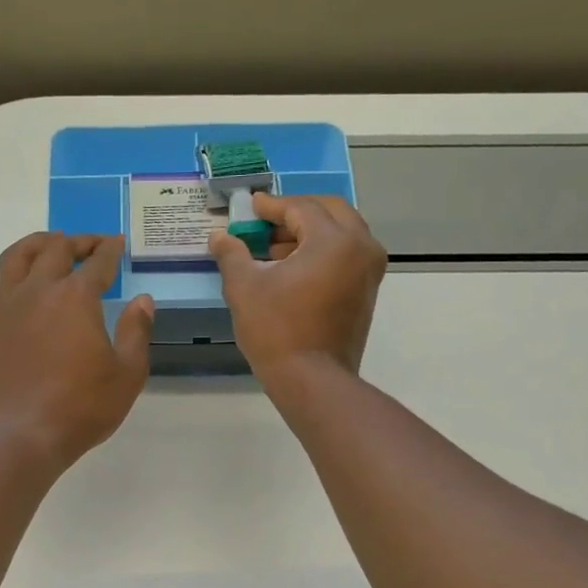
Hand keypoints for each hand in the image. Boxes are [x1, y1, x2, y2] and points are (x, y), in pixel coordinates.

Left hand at [0, 232, 154, 467]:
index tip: (118, 243)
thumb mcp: (127, 373)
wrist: (24, 434)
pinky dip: (9, 280)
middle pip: (56, 249)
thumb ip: (137, 331)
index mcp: (76, 297)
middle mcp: (39, 290)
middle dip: (78, 241)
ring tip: (50, 247)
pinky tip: (18, 290)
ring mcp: (7, 306)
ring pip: (17, 256)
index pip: (97, 263)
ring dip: (37, 244)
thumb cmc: (82, 406)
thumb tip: (143, 300)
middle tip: (91, 246)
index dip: (110, 250)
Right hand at [209, 194, 386, 385]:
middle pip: (329, 212)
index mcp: (334, 240)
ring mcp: (369, 270)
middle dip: (296, 213)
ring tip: (274, 249)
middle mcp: (361, 247)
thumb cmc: (277, 331)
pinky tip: (293, 269)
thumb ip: (232, 254)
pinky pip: (347, 255)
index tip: (250, 206)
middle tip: (266, 223)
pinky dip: (323, 252)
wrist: (312, 381)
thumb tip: (219, 235)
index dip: (271, 206)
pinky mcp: (367, 291)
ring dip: (310, 233)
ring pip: (341, 233)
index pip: (301, 208)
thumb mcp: (244, 288)